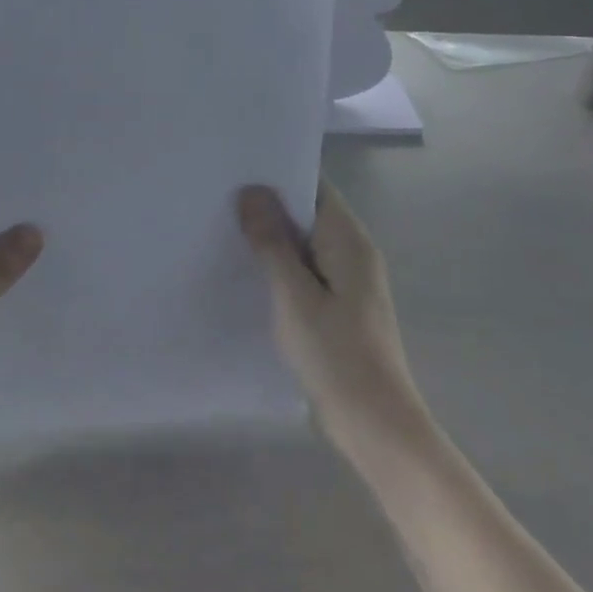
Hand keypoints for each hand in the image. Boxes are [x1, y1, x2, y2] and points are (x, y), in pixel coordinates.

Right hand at [238, 178, 429, 457]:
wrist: (374, 424)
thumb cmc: (335, 354)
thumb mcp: (294, 294)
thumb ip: (272, 241)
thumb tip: (252, 190)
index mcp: (348, 240)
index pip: (314, 186)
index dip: (277, 174)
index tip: (235, 167)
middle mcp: (352, 252)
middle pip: (307, 213)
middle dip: (267, 205)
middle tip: (217, 196)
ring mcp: (347, 281)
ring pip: (303, 244)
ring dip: (270, 238)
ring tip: (222, 227)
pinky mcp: (338, 307)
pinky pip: (305, 271)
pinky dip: (279, 266)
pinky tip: (246, 271)